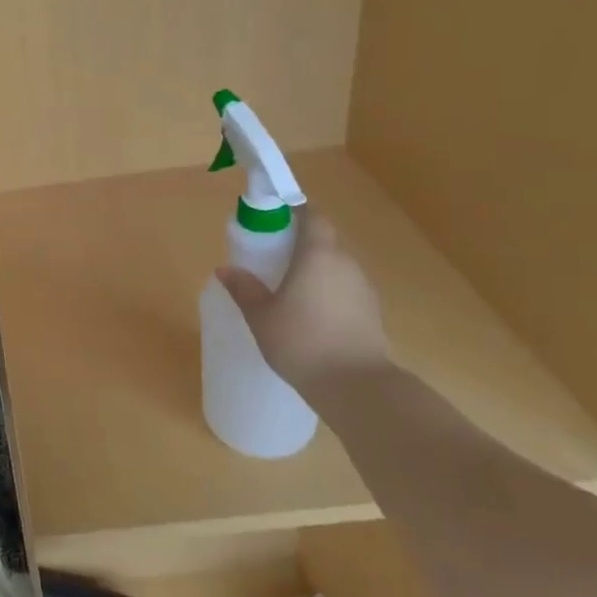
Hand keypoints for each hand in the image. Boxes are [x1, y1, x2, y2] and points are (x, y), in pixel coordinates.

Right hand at [217, 209, 389, 391]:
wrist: (356, 386)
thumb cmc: (301, 341)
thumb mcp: (261, 316)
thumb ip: (244, 288)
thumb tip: (225, 269)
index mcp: (318, 255)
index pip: (313, 217)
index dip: (296, 211)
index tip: (275, 218)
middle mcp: (345, 263)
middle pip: (325, 240)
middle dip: (300, 243)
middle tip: (273, 257)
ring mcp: (363, 288)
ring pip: (336, 266)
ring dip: (315, 269)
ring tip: (289, 289)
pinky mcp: (371, 312)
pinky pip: (345, 289)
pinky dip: (327, 291)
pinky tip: (310, 314)